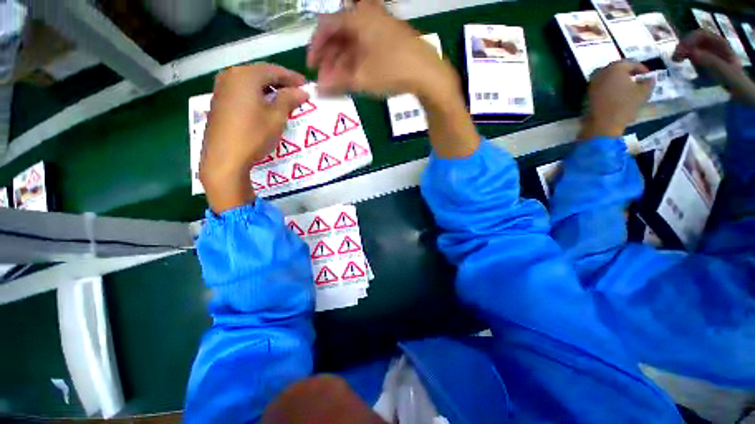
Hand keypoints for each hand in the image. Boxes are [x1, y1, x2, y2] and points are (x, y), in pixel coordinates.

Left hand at [199, 64, 308, 212]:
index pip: (273, 71)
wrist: (224, 158)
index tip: (305, 85)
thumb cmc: (253, 135)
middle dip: (279, 81)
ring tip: (282, 98)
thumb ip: (289, 99)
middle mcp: (230, 76)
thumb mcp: (276, 117)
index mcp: (245, 76)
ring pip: (250, 82)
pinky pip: (241, 91)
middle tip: (295, 91)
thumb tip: (302, 91)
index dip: (291, 77)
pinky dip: (255, 95)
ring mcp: (221, 89)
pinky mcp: (218, 102)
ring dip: (267, 88)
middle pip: (260, 74)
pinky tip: (263, 105)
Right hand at [307, 0, 458, 100]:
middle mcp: (368, 17)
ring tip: (338, 84)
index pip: (326, 26)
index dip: (316, 48)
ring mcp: (380, 29)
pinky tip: (354, 78)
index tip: (312, 67)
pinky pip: (366, 49)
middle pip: (340, 36)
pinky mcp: (389, 41)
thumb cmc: (392, 71)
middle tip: (326, 81)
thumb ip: (337, 84)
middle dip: (330, 60)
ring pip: (353, 44)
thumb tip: (318, 90)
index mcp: (358, 18)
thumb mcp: (361, 79)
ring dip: (343, 64)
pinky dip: (357, 63)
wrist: (428, 75)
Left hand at [580, 61, 653, 139]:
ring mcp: (593, 82)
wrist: (604, 122)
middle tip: (637, 77)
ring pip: (608, 75)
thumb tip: (650, 78)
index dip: (641, 68)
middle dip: (628, 71)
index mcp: (616, 68)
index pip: (631, 63)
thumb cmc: (625, 105)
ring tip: (626, 85)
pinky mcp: (588, 93)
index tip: (648, 74)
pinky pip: (601, 84)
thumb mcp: (643, 92)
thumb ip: (648, 82)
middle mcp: (602, 72)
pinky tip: (616, 92)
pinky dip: (609, 85)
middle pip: (617, 67)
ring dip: (617, 78)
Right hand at [673, 30, 754, 104]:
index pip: (701, 35)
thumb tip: (691, 53)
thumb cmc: (735, 82)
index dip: (689, 40)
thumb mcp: (726, 72)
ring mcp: (708, 54)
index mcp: (720, 44)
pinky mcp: (703, 61)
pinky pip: (691, 55)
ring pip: (691, 46)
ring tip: (675, 60)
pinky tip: (680, 63)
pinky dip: (684, 57)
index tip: (680, 51)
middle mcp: (713, 46)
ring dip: (681, 51)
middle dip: (683, 45)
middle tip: (674, 58)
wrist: (740, 91)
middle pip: (694, 40)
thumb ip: (712, 63)